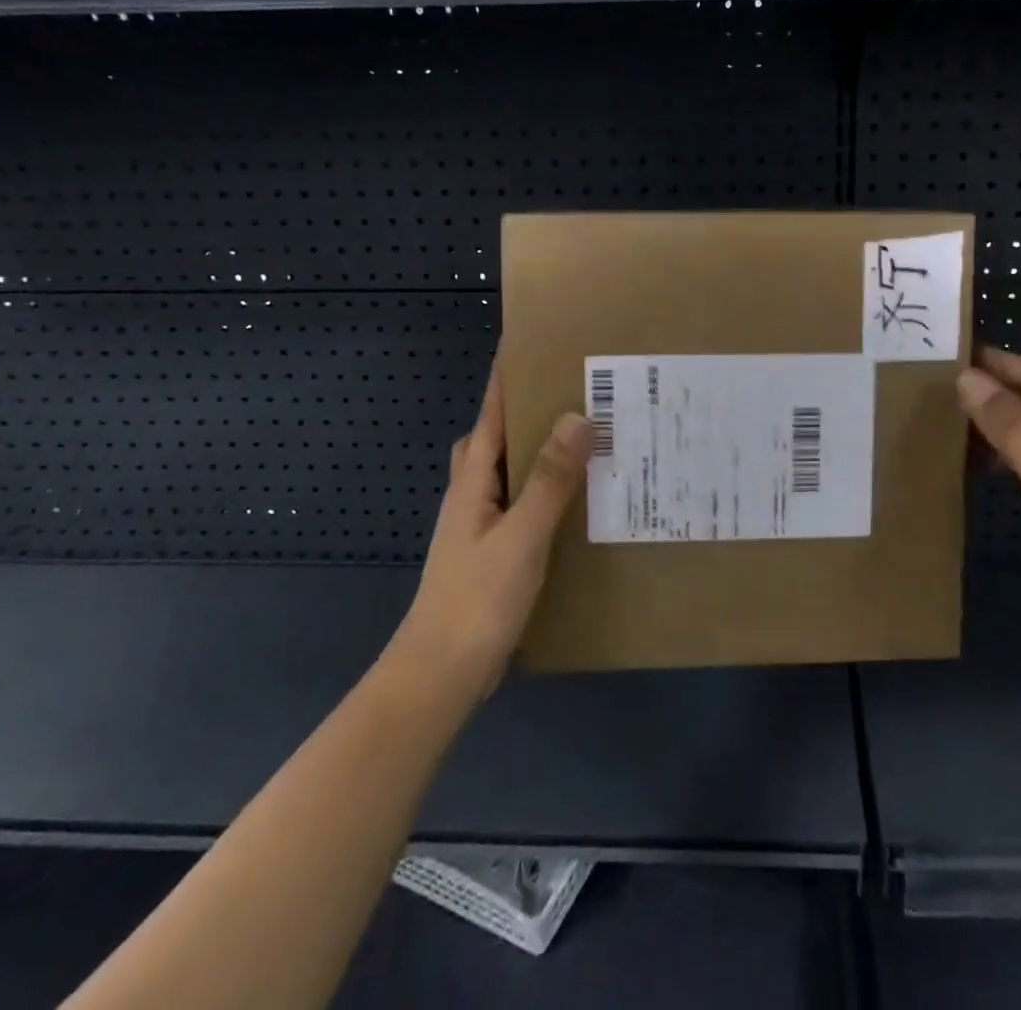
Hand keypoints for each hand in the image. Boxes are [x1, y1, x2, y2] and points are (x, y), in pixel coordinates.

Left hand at [393, 353, 592, 699]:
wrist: (439, 676)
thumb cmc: (476, 600)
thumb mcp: (521, 536)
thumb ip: (549, 479)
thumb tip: (577, 416)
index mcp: (472, 484)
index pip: (490, 416)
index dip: (503, 379)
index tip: (524, 343)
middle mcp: (472, 498)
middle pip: (492, 440)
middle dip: (519, 410)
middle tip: (565, 392)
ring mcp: (480, 529)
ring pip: (506, 473)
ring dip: (534, 452)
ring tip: (580, 440)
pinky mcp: (493, 555)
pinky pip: (520, 505)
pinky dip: (542, 491)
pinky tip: (572, 503)